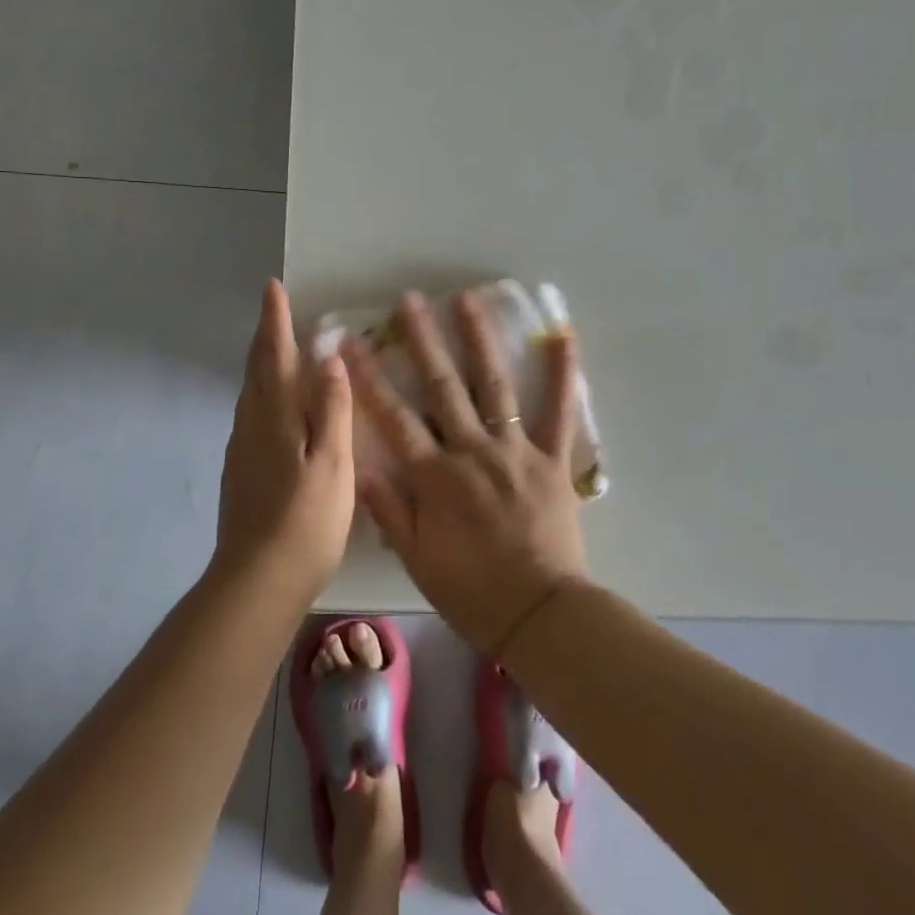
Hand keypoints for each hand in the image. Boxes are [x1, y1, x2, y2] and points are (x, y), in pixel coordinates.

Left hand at [214, 280, 355, 604]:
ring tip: (276, 348)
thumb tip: (329, 358)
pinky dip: (263, 393)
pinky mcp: (241, 472)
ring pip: (251, 392)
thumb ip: (332, 409)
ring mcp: (241, 450)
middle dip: (265, 335)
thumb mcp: (333, 462)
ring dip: (262, 363)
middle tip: (274, 308)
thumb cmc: (306, 521)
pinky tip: (274, 406)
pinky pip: (252, 414)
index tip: (273, 288)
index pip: (274, 355)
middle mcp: (251, 425)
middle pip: (256, 369)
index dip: (274, 321)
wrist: (256, 581)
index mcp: (275, 416)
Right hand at [346, 290, 588, 652]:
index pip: (394, 418)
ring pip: (493, 386)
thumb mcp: (417, 558)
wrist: (541, 616)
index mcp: (436, 476)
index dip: (369, 378)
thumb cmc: (472, 591)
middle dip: (422, 340)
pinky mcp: (552, 459)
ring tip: (468, 299)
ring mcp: (515, 450)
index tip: (350, 343)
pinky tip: (563, 337)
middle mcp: (473, 451)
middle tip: (410, 299)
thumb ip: (390, 509)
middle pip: (443, 387)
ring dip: (479, 340)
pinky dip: (563, 375)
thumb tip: (360, 463)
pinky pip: (559, 412)